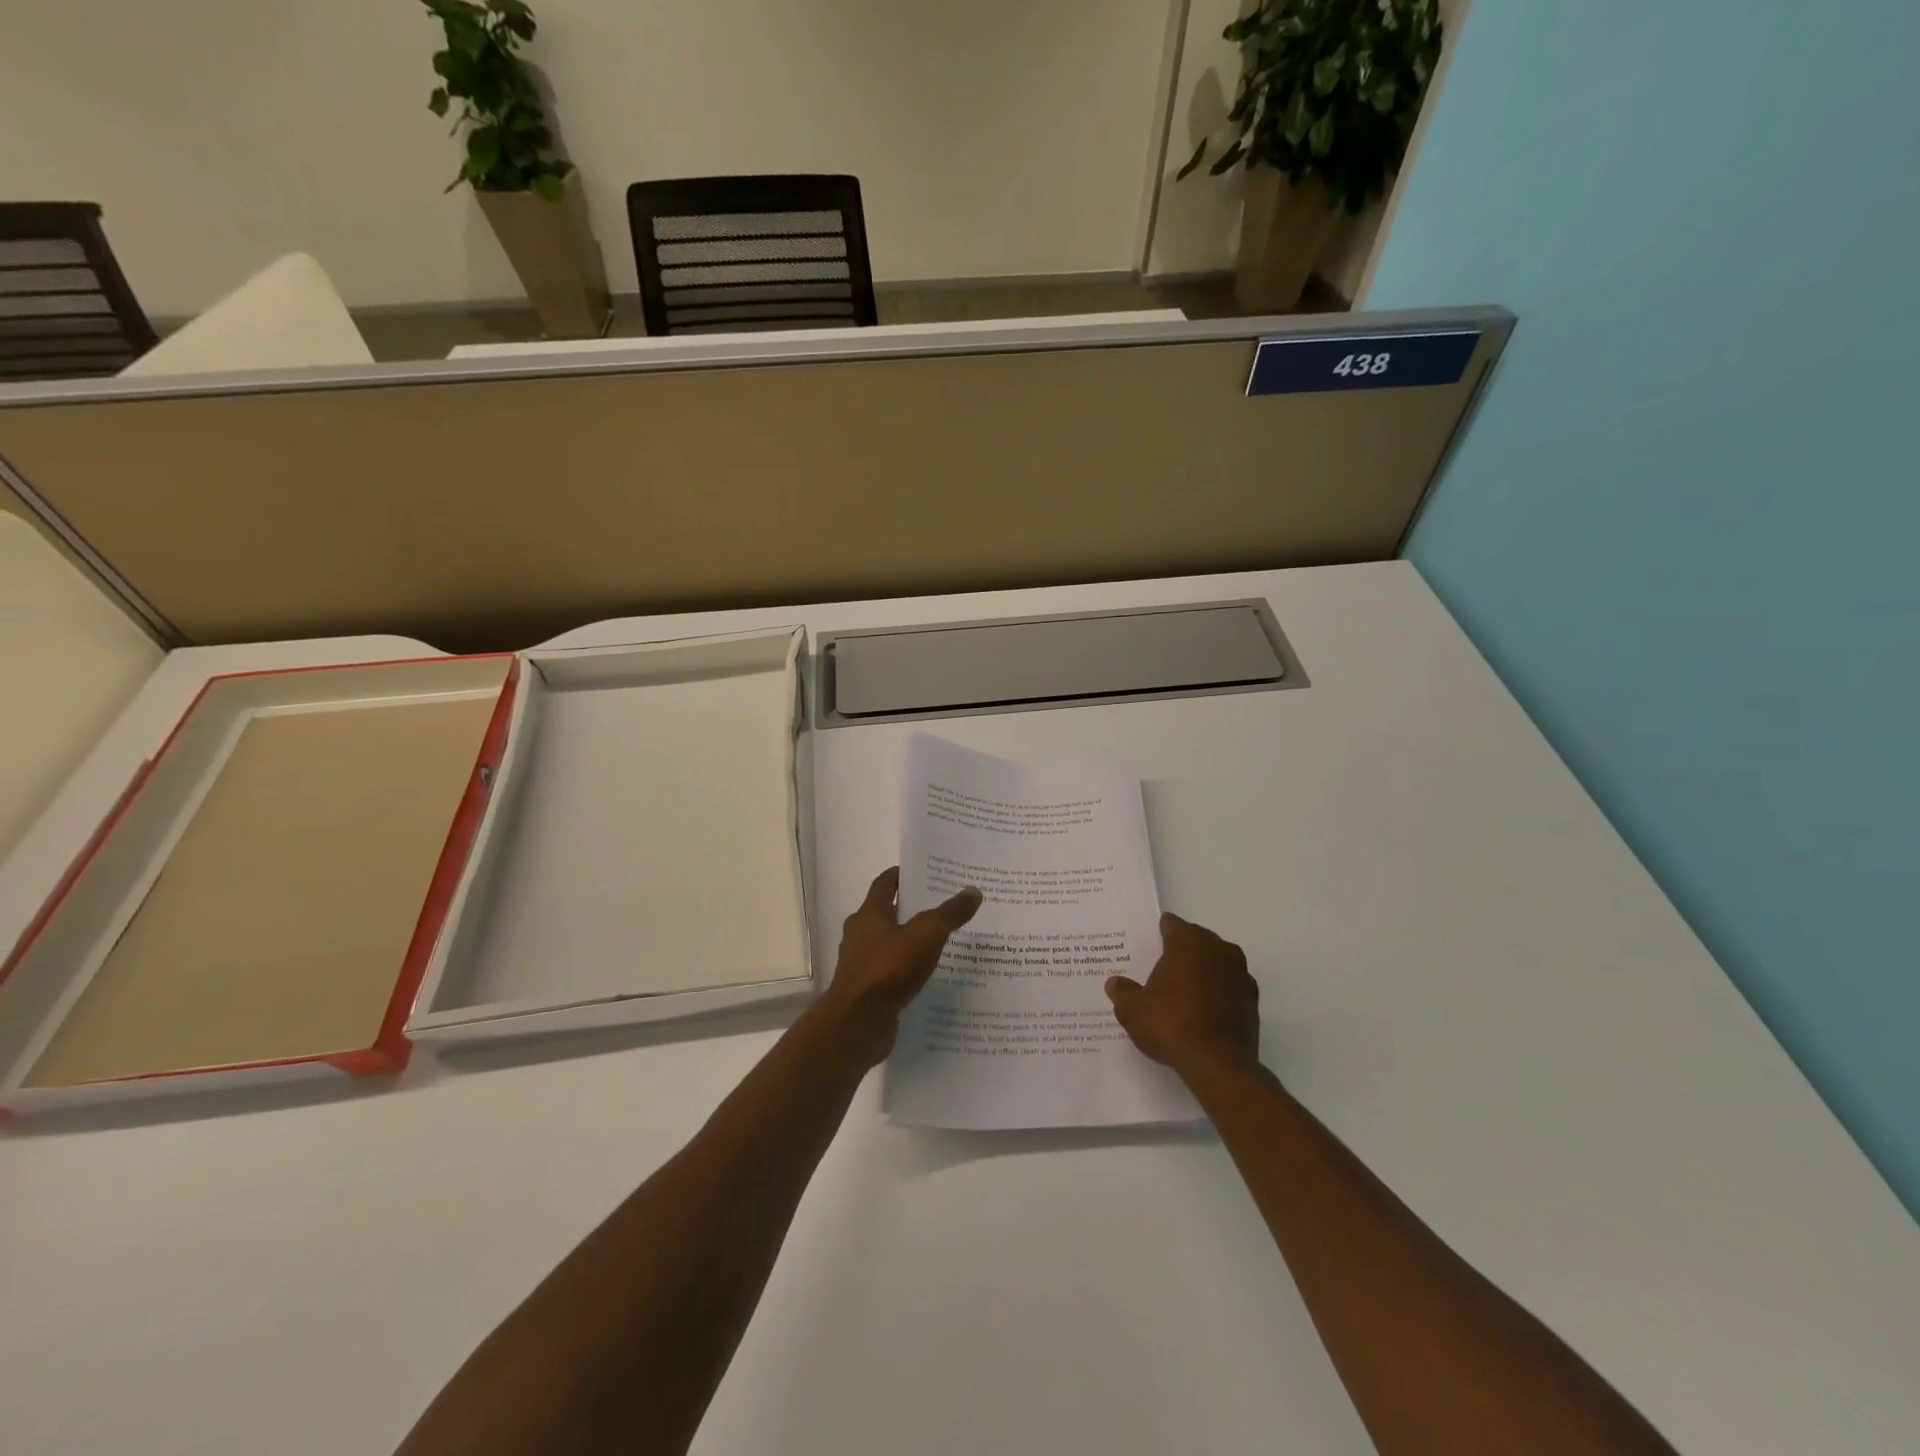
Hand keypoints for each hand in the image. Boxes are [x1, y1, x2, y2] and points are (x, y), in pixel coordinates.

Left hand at [816, 867, 981, 1060]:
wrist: (857, 1024)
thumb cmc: (888, 970)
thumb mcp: (926, 935)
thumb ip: (949, 913)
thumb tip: (973, 891)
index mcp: (869, 914)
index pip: (885, 883)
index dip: (903, 875)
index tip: (926, 872)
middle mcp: (860, 935)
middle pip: (887, 913)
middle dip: (912, 909)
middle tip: (943, 906)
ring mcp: (861, 965)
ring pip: (890, 945)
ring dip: (911, 942)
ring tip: (942, 943)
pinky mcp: (868, 991)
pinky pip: (891, 973)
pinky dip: (907, 970)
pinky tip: (929, 977)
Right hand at [1106, 913, 1261, 1080]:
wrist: (1218, 1065)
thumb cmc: (1171, 1025)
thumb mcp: (1133, 1010)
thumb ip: (1123, 992)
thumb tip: (1115, 983)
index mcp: (1188, 942)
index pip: (1171, 925)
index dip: (1159, 933)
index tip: (1148, 946)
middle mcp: (1218, 950)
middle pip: (1197, 940)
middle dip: (1182, 952)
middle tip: (1162, 970)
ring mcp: (1240, 974)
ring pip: (1217, 963)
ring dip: (1203, 972)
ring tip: (1183, 992)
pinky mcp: (1253, 1001)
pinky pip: (1230, 987)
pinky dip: (1219, 993)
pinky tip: (1204, 1012)